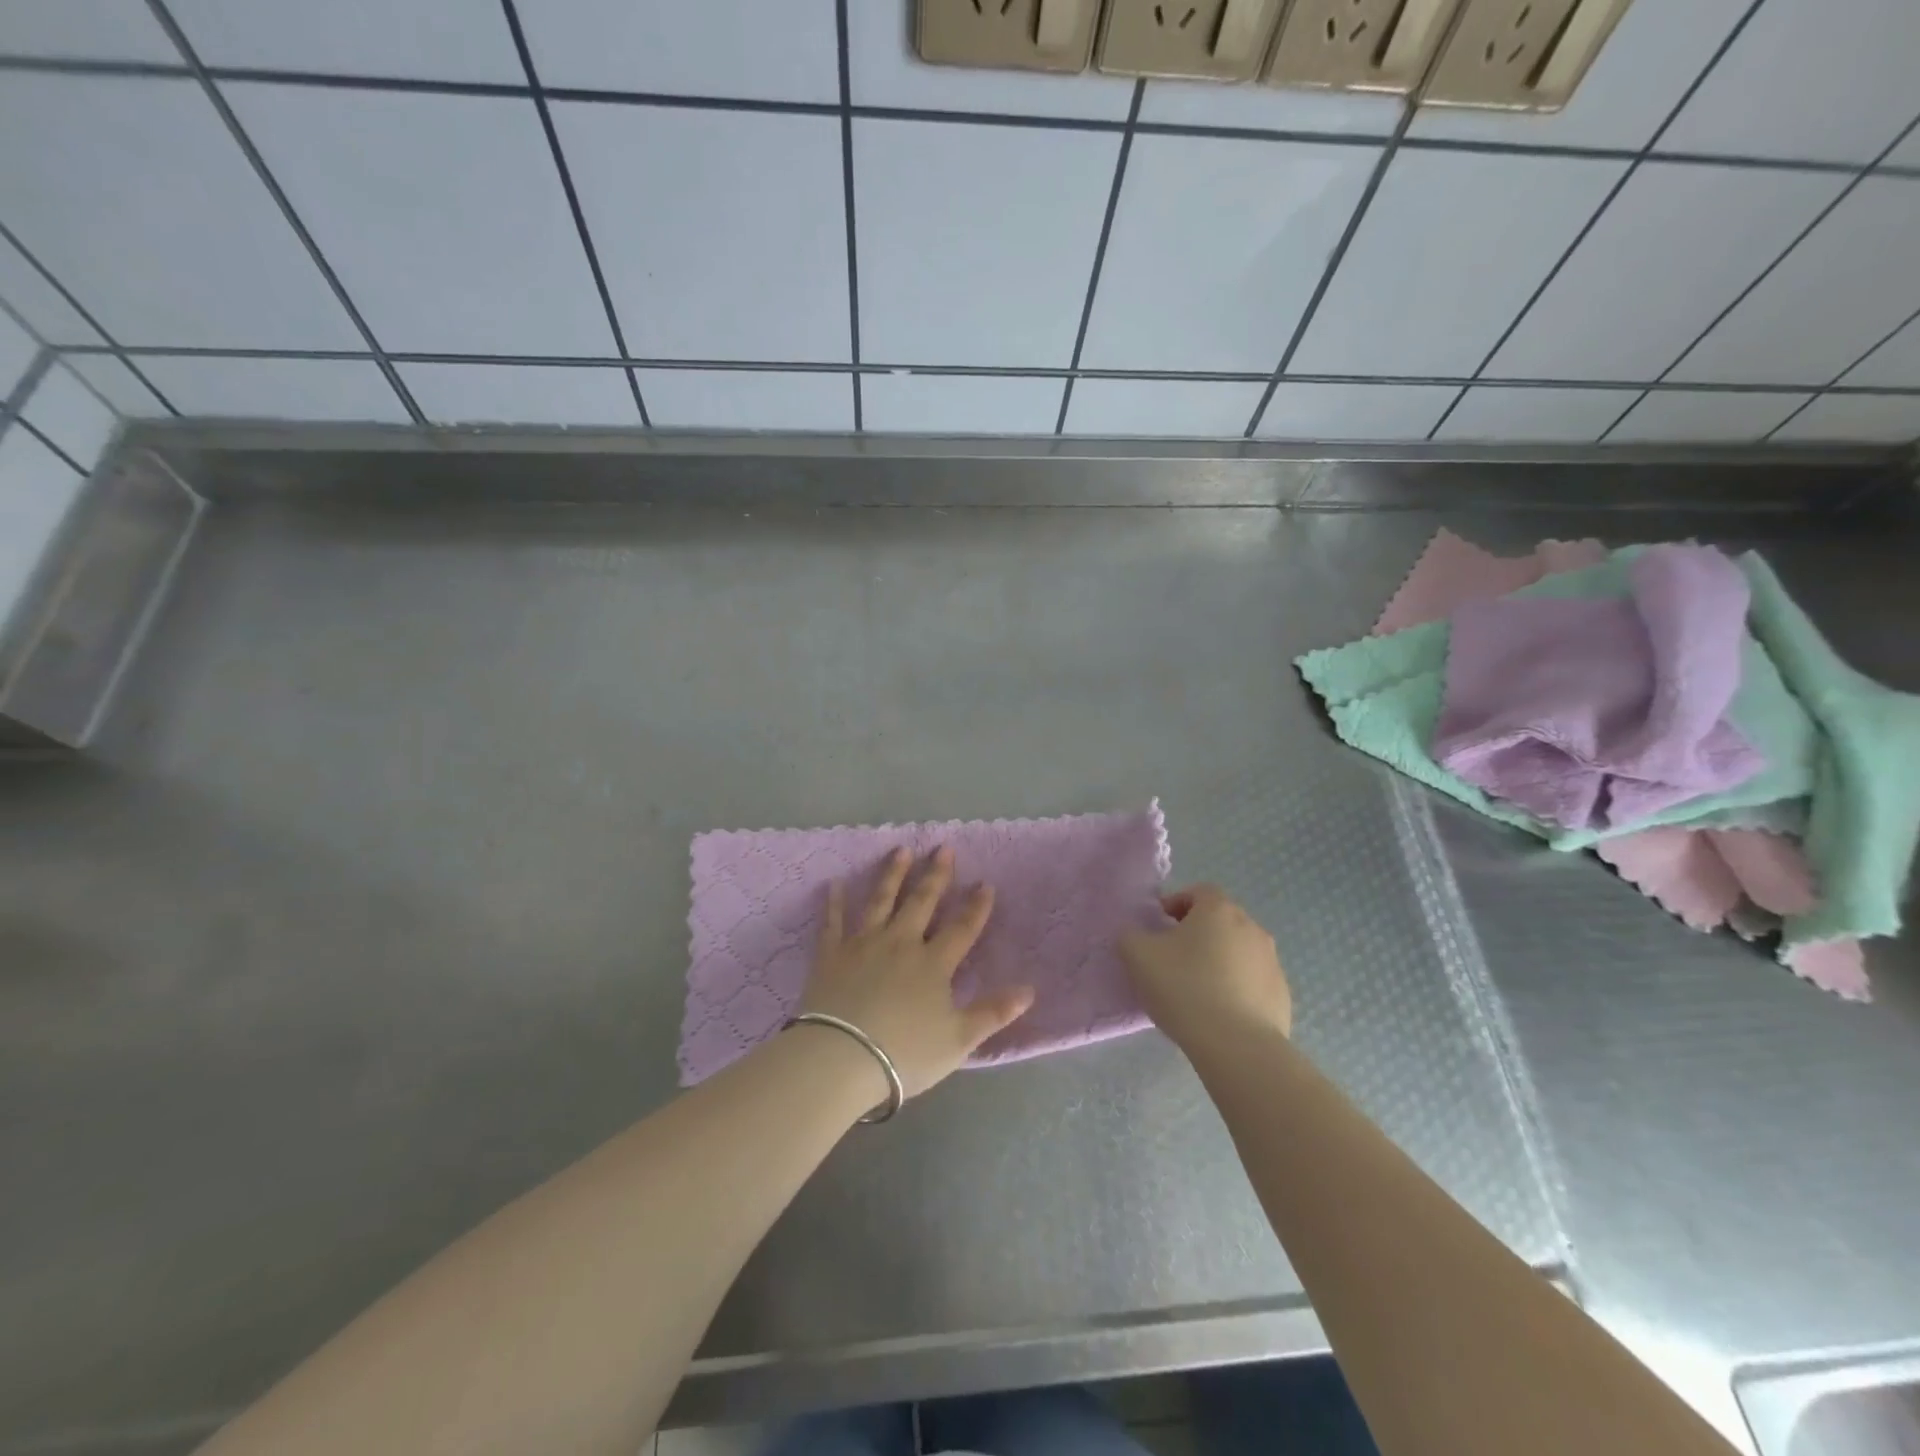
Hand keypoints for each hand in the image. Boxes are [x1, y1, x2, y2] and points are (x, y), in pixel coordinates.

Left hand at [800, 846, 1034, 1099]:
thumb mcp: (958, 1039)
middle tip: (944, 848)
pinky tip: (835, 883)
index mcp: (933, 964)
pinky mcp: (831, 954)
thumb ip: (993, 1012)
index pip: (962, 928)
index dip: (976, 906)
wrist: (842, 1057)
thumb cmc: (905, 1053)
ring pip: (881, 901)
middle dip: (936, 875)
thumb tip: (1029, 990)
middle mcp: (901, 943)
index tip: (985, 883)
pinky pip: (833, 922)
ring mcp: (864, 944)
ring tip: (900, 850)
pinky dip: (834, 902)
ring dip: (892, 875)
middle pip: (921, 903)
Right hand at [1119, 884, 1290, 1048]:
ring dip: (1218, 960)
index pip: (1198, 892)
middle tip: (1173, 958)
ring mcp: (1272, 961)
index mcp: (1219, 910)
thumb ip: (1130, 935)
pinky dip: (1236, 987)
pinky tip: (1218, 1011)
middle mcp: (1251, 927)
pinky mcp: (1281, 994)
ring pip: (1237, 951)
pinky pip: (1252, 981)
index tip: (1159, 926)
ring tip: (1196, 989)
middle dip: (1196, 933)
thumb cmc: (1185, 989)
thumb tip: (1135, 934)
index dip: (1176, 904)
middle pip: (1220, 921)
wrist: (1237, 1046)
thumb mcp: (1137, 956)